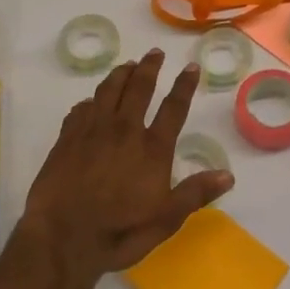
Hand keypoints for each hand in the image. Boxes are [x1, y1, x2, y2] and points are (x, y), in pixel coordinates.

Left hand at [19, 49, 232, 281]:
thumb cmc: (118, 231)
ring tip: (127, 65)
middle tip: (155, 52)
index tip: (191, 67)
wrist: (61, 236)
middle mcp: (124, 130)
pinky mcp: (67, 137)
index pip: (174, 108)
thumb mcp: (165, 220)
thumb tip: (228, 175)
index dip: (184, 85)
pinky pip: (81, 108)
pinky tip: (91, 101)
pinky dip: (91, 100)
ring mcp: (92, 130)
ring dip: (120, 74)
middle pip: (139, 88)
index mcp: (152, 148)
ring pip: (108, 90)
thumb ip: (195, 194)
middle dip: (149, 67)